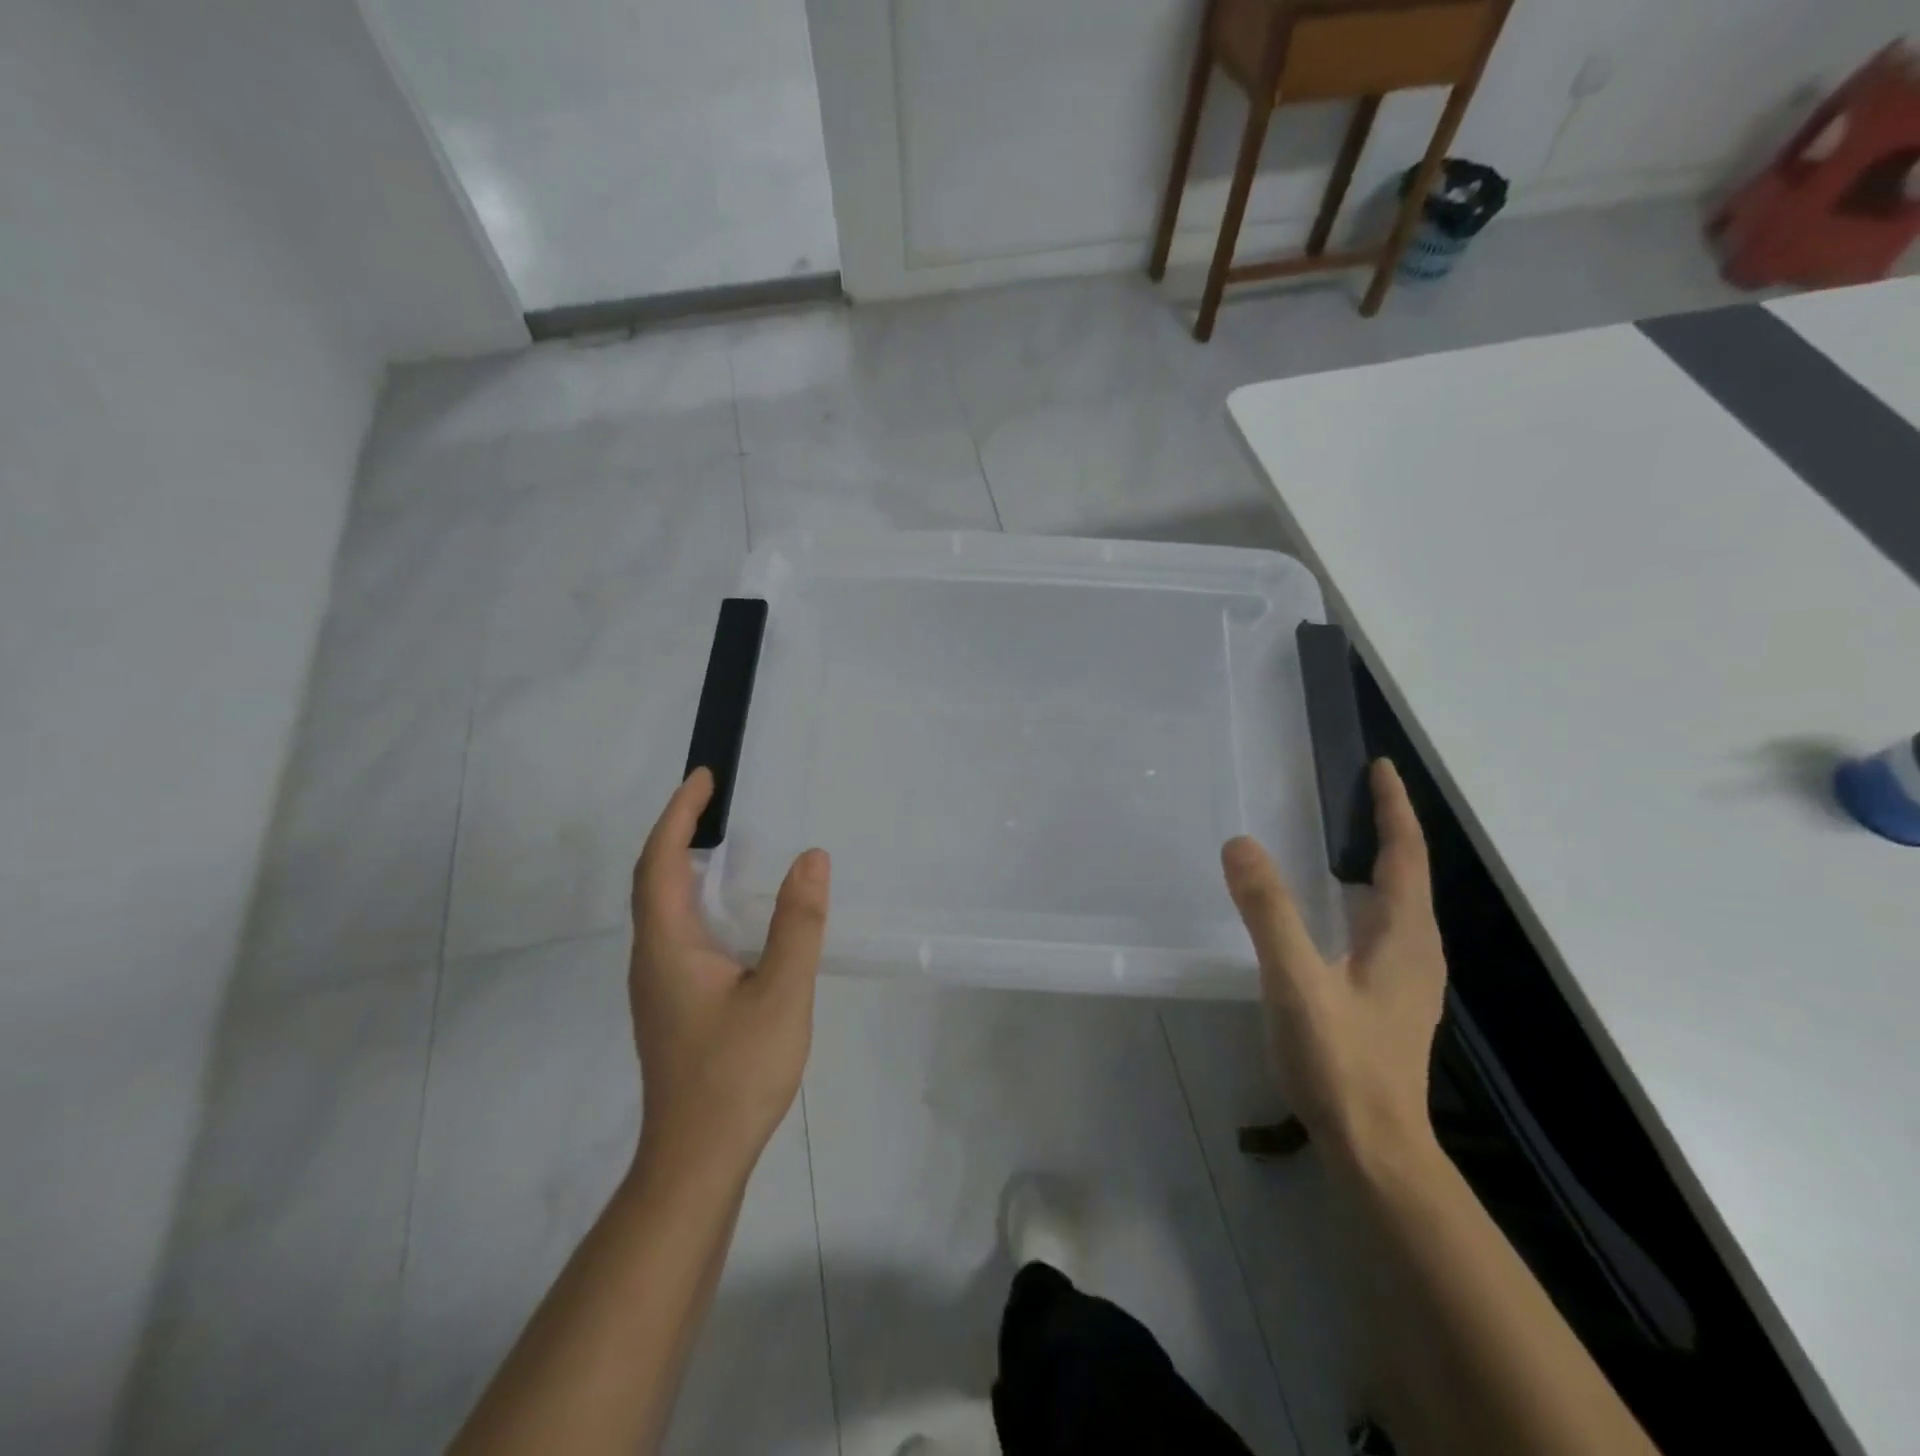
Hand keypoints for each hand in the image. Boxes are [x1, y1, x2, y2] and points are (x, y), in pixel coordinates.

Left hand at [627, 769, 830, 1179]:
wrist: (697, 1160)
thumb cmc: (735, 1074)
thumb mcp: (781, 994)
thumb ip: (798, 924)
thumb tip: (811, 858)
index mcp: (668, 946)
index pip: (660, 862)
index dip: (679, 815)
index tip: (703, 778)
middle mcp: (652, 958)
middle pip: (653, 879)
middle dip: (678, 831)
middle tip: (715, 799)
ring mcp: (659, 984)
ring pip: (662, 907)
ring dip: (684, 864)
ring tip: (724, 840)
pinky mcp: (673, 1003)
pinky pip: (677, 930)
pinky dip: (696, 898)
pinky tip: (731, 910)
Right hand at [1222, 758, 1445, 1164]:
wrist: (1374, 1148)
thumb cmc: (1340, 1061)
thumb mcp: (1296, 982)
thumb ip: (1269, 912)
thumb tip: (1241, 843)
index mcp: (1403, 936)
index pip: (1404, 855)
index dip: (1393, 808)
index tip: (1380, 766)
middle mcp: (1415, 949)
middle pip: (1406, 873)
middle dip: (1387, 828)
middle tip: (1354, 792)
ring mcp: (1406, 978)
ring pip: (1396, 903)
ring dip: (1377, 862)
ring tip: (1344, 837)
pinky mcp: (1388, 998)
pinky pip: (1381, 927)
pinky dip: (1363, 896)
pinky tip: (1333, 910)